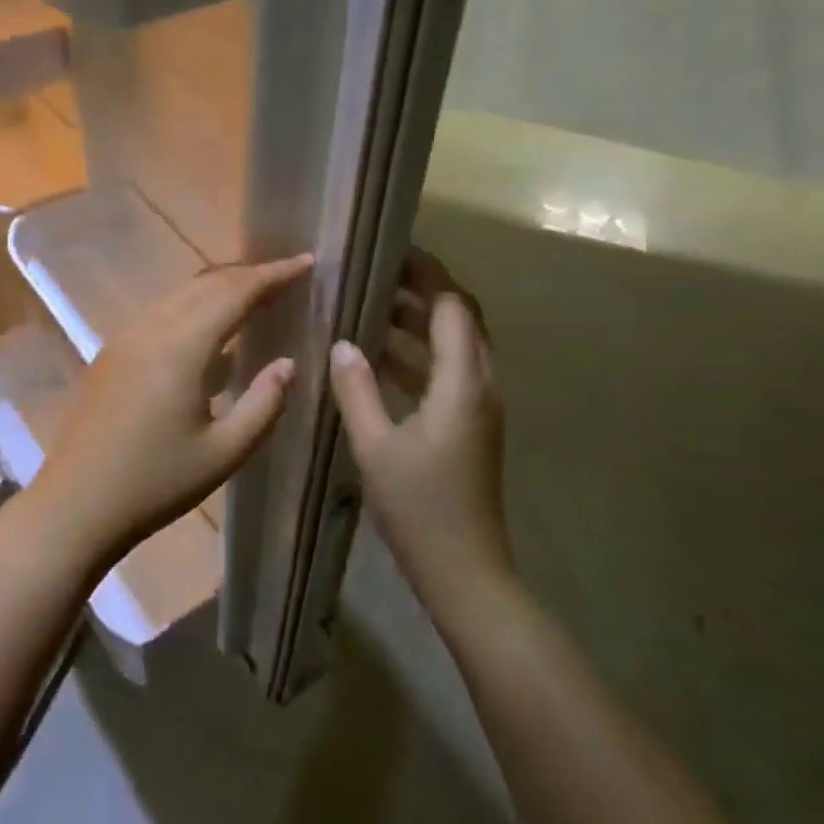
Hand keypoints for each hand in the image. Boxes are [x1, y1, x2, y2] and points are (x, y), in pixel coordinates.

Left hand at [32, 254, 314, 562]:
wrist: (75, 506)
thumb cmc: (155, 485)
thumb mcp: (224, 453)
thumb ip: (264, 404)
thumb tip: (287, 363)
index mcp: (181, 347)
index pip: (235, 292)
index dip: (274, 274)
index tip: (307, 262)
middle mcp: (150, 329)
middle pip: (206, 284)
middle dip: (250, 274)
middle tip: (288, 277)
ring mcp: (125, 338)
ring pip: (180, 295)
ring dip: (220, 288)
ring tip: (256, 296)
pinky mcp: (112, 353)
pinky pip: (162, 313)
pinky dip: (194, 307)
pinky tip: (211, 332)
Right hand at [328, 249, 511, 581]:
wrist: (466, 572)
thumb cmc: (420, 508)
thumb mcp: (376, 447)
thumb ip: (357, 390)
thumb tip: (342, 344)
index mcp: (463, 384)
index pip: (452, 307)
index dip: (427, 274)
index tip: (392, 251)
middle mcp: (480, 386)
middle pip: (461, 320)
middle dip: (424, 291)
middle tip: (377, 274)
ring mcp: (478, 408)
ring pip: (455, 346)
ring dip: (419, 323)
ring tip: (370, 307)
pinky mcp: (469, 427)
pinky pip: (447, 373)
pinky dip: (418, 355)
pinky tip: (378, 359)